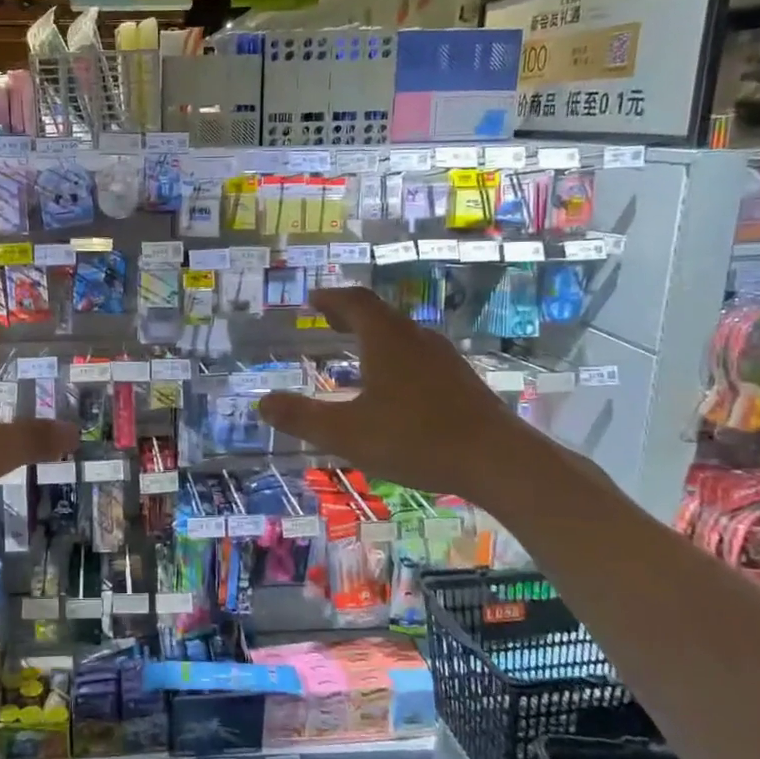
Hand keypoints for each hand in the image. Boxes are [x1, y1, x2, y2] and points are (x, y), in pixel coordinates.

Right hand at [258, 287, 539, 502]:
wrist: (496, 459)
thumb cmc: (414, 439)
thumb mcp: (347, 433)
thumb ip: (302, 418)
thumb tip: (263, 404)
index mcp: (386, 340)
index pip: (356, 303)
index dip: (332, 298)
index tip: (314, 298)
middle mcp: (416, 339)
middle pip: (380, 314)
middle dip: (351, 314)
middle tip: (329, 319)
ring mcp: (444, 358)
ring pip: (403, 334)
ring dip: (376, 334)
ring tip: (358, 349)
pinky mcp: (461, 380)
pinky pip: (420, 354)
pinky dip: (396, 355)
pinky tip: (396, 384)